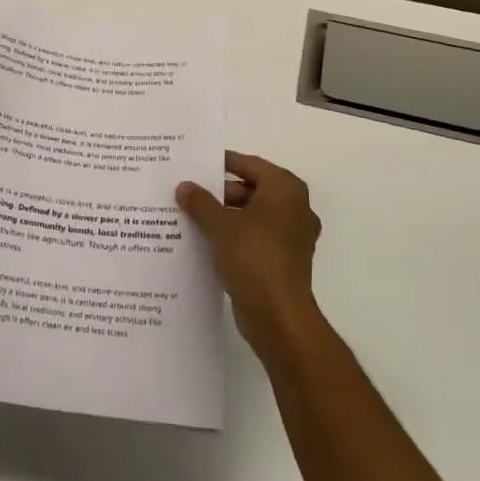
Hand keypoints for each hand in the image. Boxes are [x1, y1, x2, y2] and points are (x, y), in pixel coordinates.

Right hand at [177, 151, 322, 352]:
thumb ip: (200, 202)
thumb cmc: (253, 258)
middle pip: (252, 188)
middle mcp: (295, 207)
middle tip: (189, 193)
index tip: (195, 165)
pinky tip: (208, 241)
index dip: (221, 163)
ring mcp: (293, 235)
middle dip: (220, 192)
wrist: (278, 316)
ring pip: (253, 214)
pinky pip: (257, 237)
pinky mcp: (286, 259)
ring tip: (192, 216)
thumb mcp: (219, 225)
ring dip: (226, 215)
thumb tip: (184, 186)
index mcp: (285, 189)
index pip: (249, 165)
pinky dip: (236, 235)